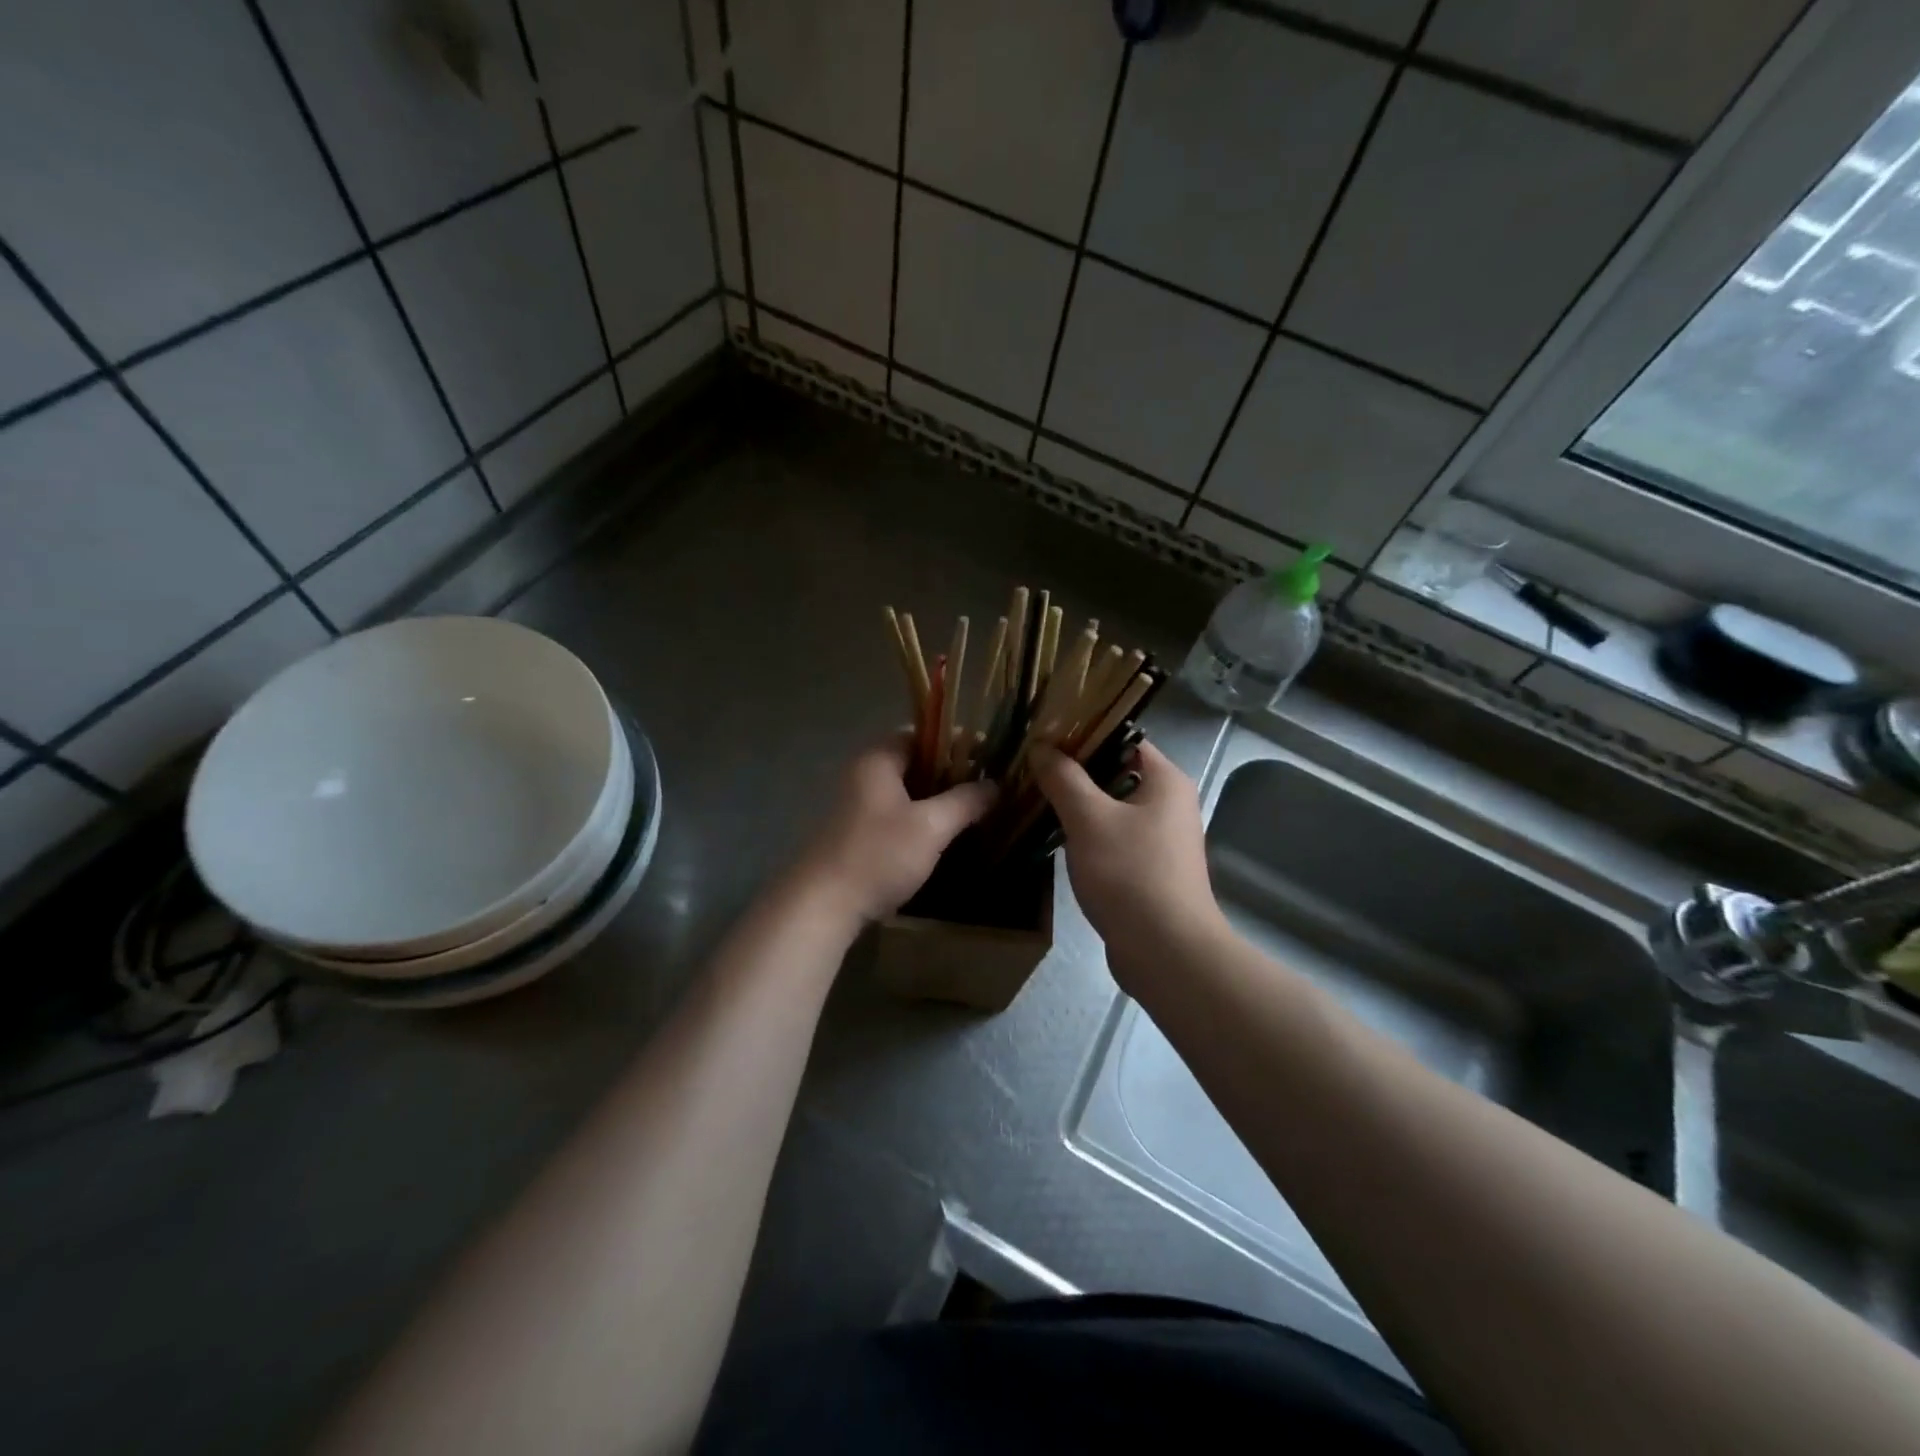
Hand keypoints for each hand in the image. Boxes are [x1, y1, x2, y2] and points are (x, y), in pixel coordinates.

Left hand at [797, 737, 995, 922]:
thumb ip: (965, 801)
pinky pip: (896, 813)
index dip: (956, 741)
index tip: (988, 755)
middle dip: (951, 771)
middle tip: (986, 784)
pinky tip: (943, 834)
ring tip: (972, 809)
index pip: (921, 734)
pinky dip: (920, 817)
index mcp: (877, 760)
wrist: (823, 905)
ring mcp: (856, 805)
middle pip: (914, 762)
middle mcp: (863, 774)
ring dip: (937, 797)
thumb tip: (995, 785)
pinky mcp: (856, 833)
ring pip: (906, 790)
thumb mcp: (931, 827)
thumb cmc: (878, 855)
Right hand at [1033, 741, 1226, 978]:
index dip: (1084, 733)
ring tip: (1033, 798)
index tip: (1043, 735)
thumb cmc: (1130, 874)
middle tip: (1030, 767)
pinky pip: (1112, 839)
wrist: (1165, 952)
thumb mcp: (1088, 819)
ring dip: (1076, 805)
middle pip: (1115, 773)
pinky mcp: (1148, 870)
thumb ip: (1063, 778)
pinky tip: (1054, 839)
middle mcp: (1169, 804)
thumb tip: (1041, 746)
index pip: (1123, 737)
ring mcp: (1160, 839)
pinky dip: (1086, 835)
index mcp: (1166, 781)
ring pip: (1111, 809)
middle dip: (1073, 771)